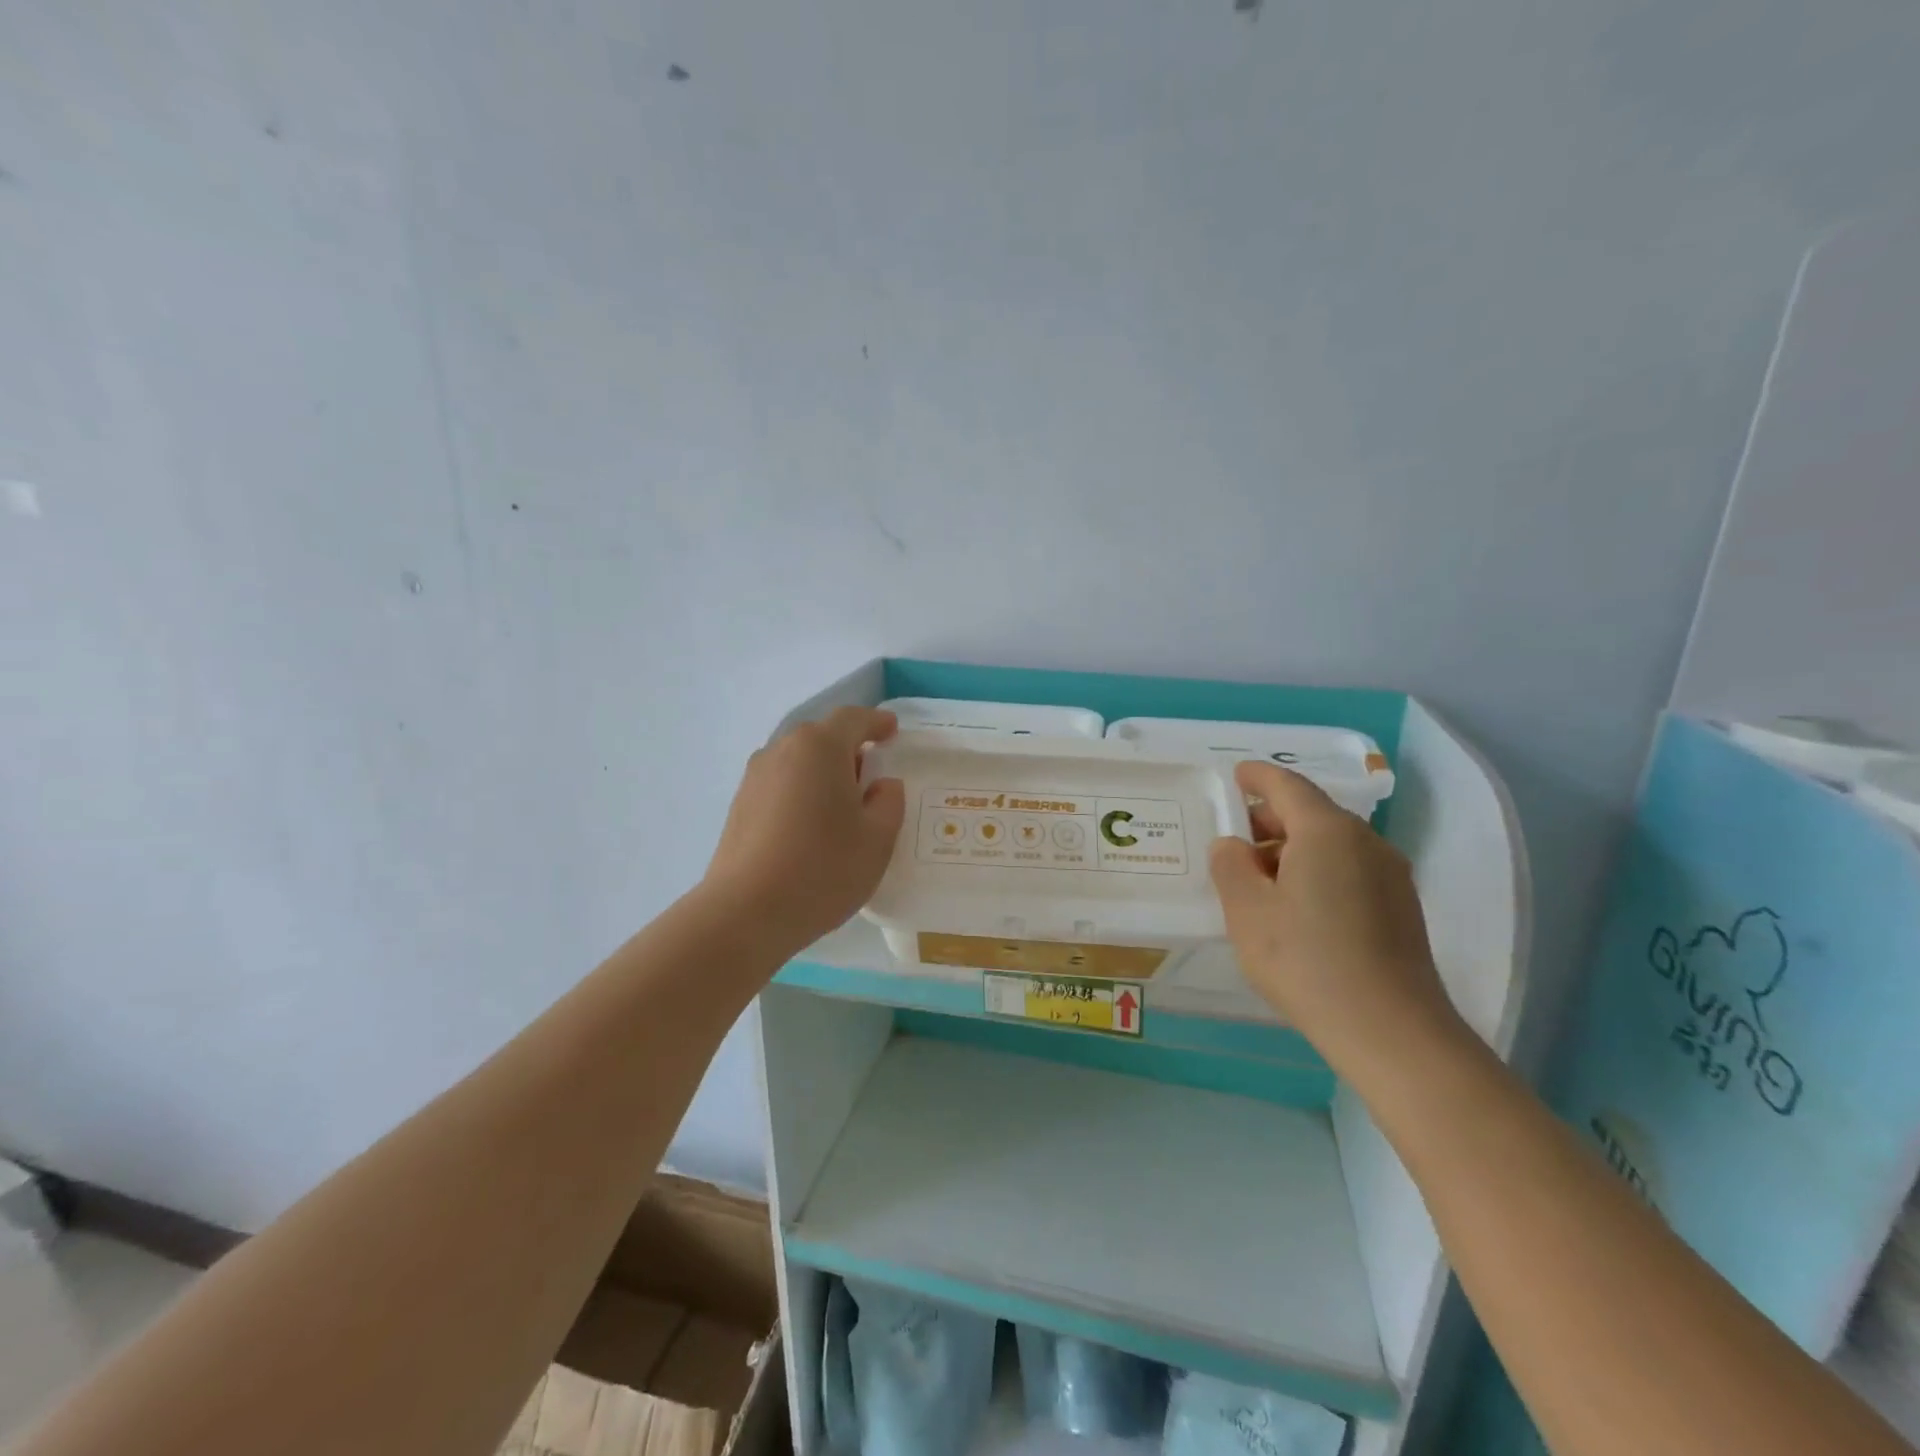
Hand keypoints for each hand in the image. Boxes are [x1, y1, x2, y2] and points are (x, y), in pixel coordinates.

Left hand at [703, 706, 906, 957]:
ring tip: (841, 808)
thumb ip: (889, 802)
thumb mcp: (877, 839)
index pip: (853, 719)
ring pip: (799, 761)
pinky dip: (801, 793)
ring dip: (823, 773)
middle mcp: (782, 750)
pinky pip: (781, 784)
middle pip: (822, 737)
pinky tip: (811, 828)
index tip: (892, 731)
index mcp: (820, 747)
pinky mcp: (739, 805)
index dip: (876, 722)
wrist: (746, 912)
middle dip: (849, 750)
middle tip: (871, 779)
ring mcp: (755, 777)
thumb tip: (881, 785)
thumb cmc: (822, 868)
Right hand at [1208, 761, 1459, 1066]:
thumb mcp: (1247, 911)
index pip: (1287, 786)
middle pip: (1312, 813)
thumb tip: (1233, 845)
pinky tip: (1299, 908)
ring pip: (1333, 844)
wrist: (1392, 1031)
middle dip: (1271, 819)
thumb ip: (1230, 866)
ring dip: (1294, 849)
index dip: (1258, 777)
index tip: (1237, 775)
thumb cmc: (1307, 961)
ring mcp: (1391, 875)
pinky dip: (1319, 871)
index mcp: (1327, 831)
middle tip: (1236, 842)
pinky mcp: (1402, 908)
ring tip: (1261, 881)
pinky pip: (1350, 869)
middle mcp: (1365, 842)